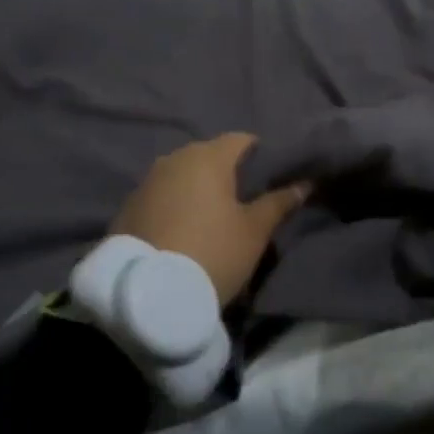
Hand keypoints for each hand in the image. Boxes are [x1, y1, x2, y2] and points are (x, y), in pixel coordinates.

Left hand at [111, 134, 308, 305]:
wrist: (147, 293)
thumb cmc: (212, 252)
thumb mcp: (254, 231)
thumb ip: (278, 203)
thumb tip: (304, 184)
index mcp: (209, 157)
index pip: (241, 139)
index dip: (259, 153)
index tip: (271, 175)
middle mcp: (175, 158)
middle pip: (209, 155)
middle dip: (227, 171)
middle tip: (244, 199)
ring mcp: (148, 180)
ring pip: (183, 174)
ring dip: (198, 188)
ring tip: (213, 216)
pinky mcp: (129, 205)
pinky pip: (162, 195)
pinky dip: (175, 204)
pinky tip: (183, 229)